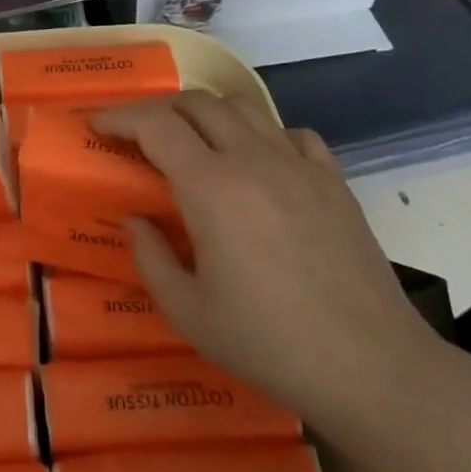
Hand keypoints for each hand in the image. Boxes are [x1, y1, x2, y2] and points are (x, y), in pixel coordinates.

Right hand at [94, 93, 435, 432]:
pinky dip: (263, 135)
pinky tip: (259, 163)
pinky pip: (291, 134)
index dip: (119, 117)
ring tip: (195, 142)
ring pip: (244, 108)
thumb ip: (149, 257)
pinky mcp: (334, 181)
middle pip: (197, 103)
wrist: (373, 369)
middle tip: (139, 134)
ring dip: (208, 114)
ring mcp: (299, 165)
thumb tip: (134, 220)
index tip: (97, 126)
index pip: (156, 125)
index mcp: (211, 188)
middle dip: (159, 109)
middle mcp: (253, 160)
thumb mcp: (188, 313)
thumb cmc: (270, 344)